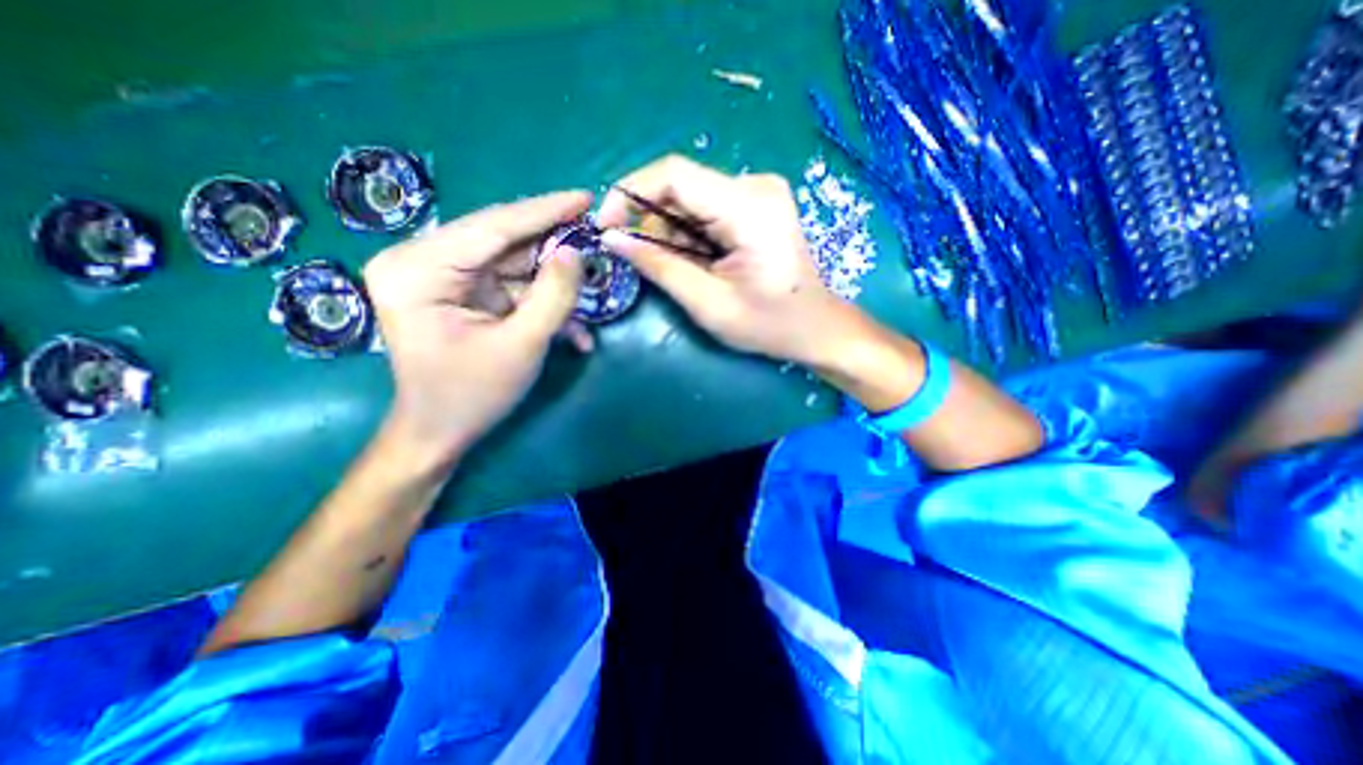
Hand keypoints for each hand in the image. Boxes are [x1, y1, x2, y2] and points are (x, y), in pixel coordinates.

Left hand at [361, 192, 591, 466]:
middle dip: (553, 246)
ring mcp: (439, 277)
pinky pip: (509, 285)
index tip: (585, 197)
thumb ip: (553, 295)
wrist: (440, 433)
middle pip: (501, 241)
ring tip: (590, 289)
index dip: (545, 211)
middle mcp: (421, 262)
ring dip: (553, 281)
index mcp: (418, 270)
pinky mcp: (459, 293)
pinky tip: (572, 329)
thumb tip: (576, 252)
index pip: (492, 227)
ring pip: (511, 263)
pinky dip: (541, 302)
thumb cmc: (472, 395)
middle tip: (595, 238)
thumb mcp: (522, 345)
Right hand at [597, 151, 847, 362]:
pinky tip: (701, 263)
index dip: (629, 192)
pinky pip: (706, 208)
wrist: (816, 327)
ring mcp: (758, 192)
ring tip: (686, 272)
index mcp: (749, 208)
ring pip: (691, 199)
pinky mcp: (756, 203)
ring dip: (672, 233)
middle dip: (653, 223)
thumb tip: (612, 239)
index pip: (674, 174)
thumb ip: (659, 267)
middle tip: (648, 264)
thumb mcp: (708, 304)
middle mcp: (755, 186)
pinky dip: (690, 235)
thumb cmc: (769, 325)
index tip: (607, 227)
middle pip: (681, 187)